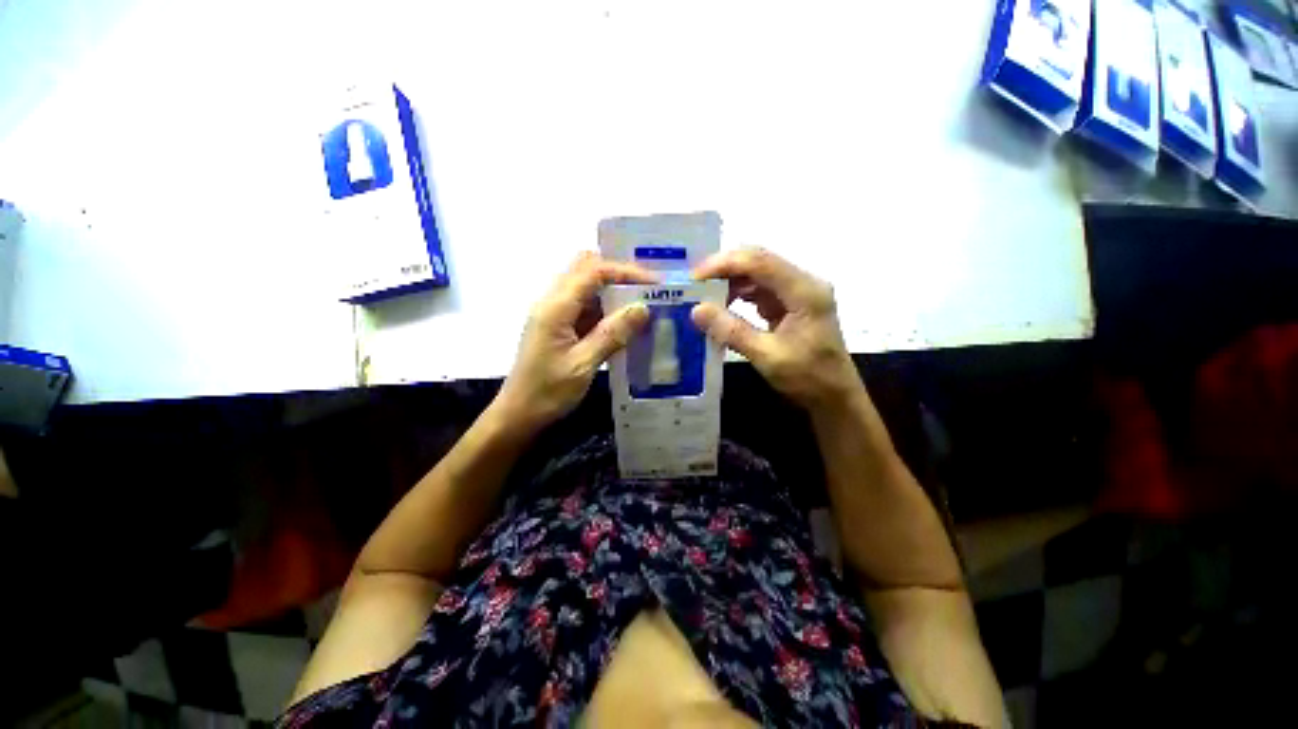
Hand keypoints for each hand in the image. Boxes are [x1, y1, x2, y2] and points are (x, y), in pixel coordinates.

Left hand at [495, 252, 656, 432]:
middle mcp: (554, 302)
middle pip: (587, 269)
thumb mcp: (583, 364)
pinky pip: (587, 308)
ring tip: (643, 306)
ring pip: (588, 288)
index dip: (626, 271)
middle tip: (647, 289)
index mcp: (556, 307)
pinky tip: (626, 325)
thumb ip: (613, 334)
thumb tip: (643, 308)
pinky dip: (607, 310)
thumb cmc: (547, 392)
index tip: (655, 284)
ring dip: (615, 293)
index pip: (593, 271)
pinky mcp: (560, 327)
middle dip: (619, 275)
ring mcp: (556, 314)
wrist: (519, 415)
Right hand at [691, 247, 860, 410]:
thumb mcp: (767, 356)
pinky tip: (722, 306)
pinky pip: (760, 291)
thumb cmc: (808, 378)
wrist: (835, 397)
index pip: (759, 261)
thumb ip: (731, 331)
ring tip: (703, 296)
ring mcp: (797, 293)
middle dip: (724, 270)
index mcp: (804, 291)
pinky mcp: (791, 304)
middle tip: (694, 285)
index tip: (694, 277)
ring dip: (730, 282)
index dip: (724, 264)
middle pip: (758, 262)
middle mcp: (803, 283)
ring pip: (757, 275)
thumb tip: (696, 310)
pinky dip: (739, 296)